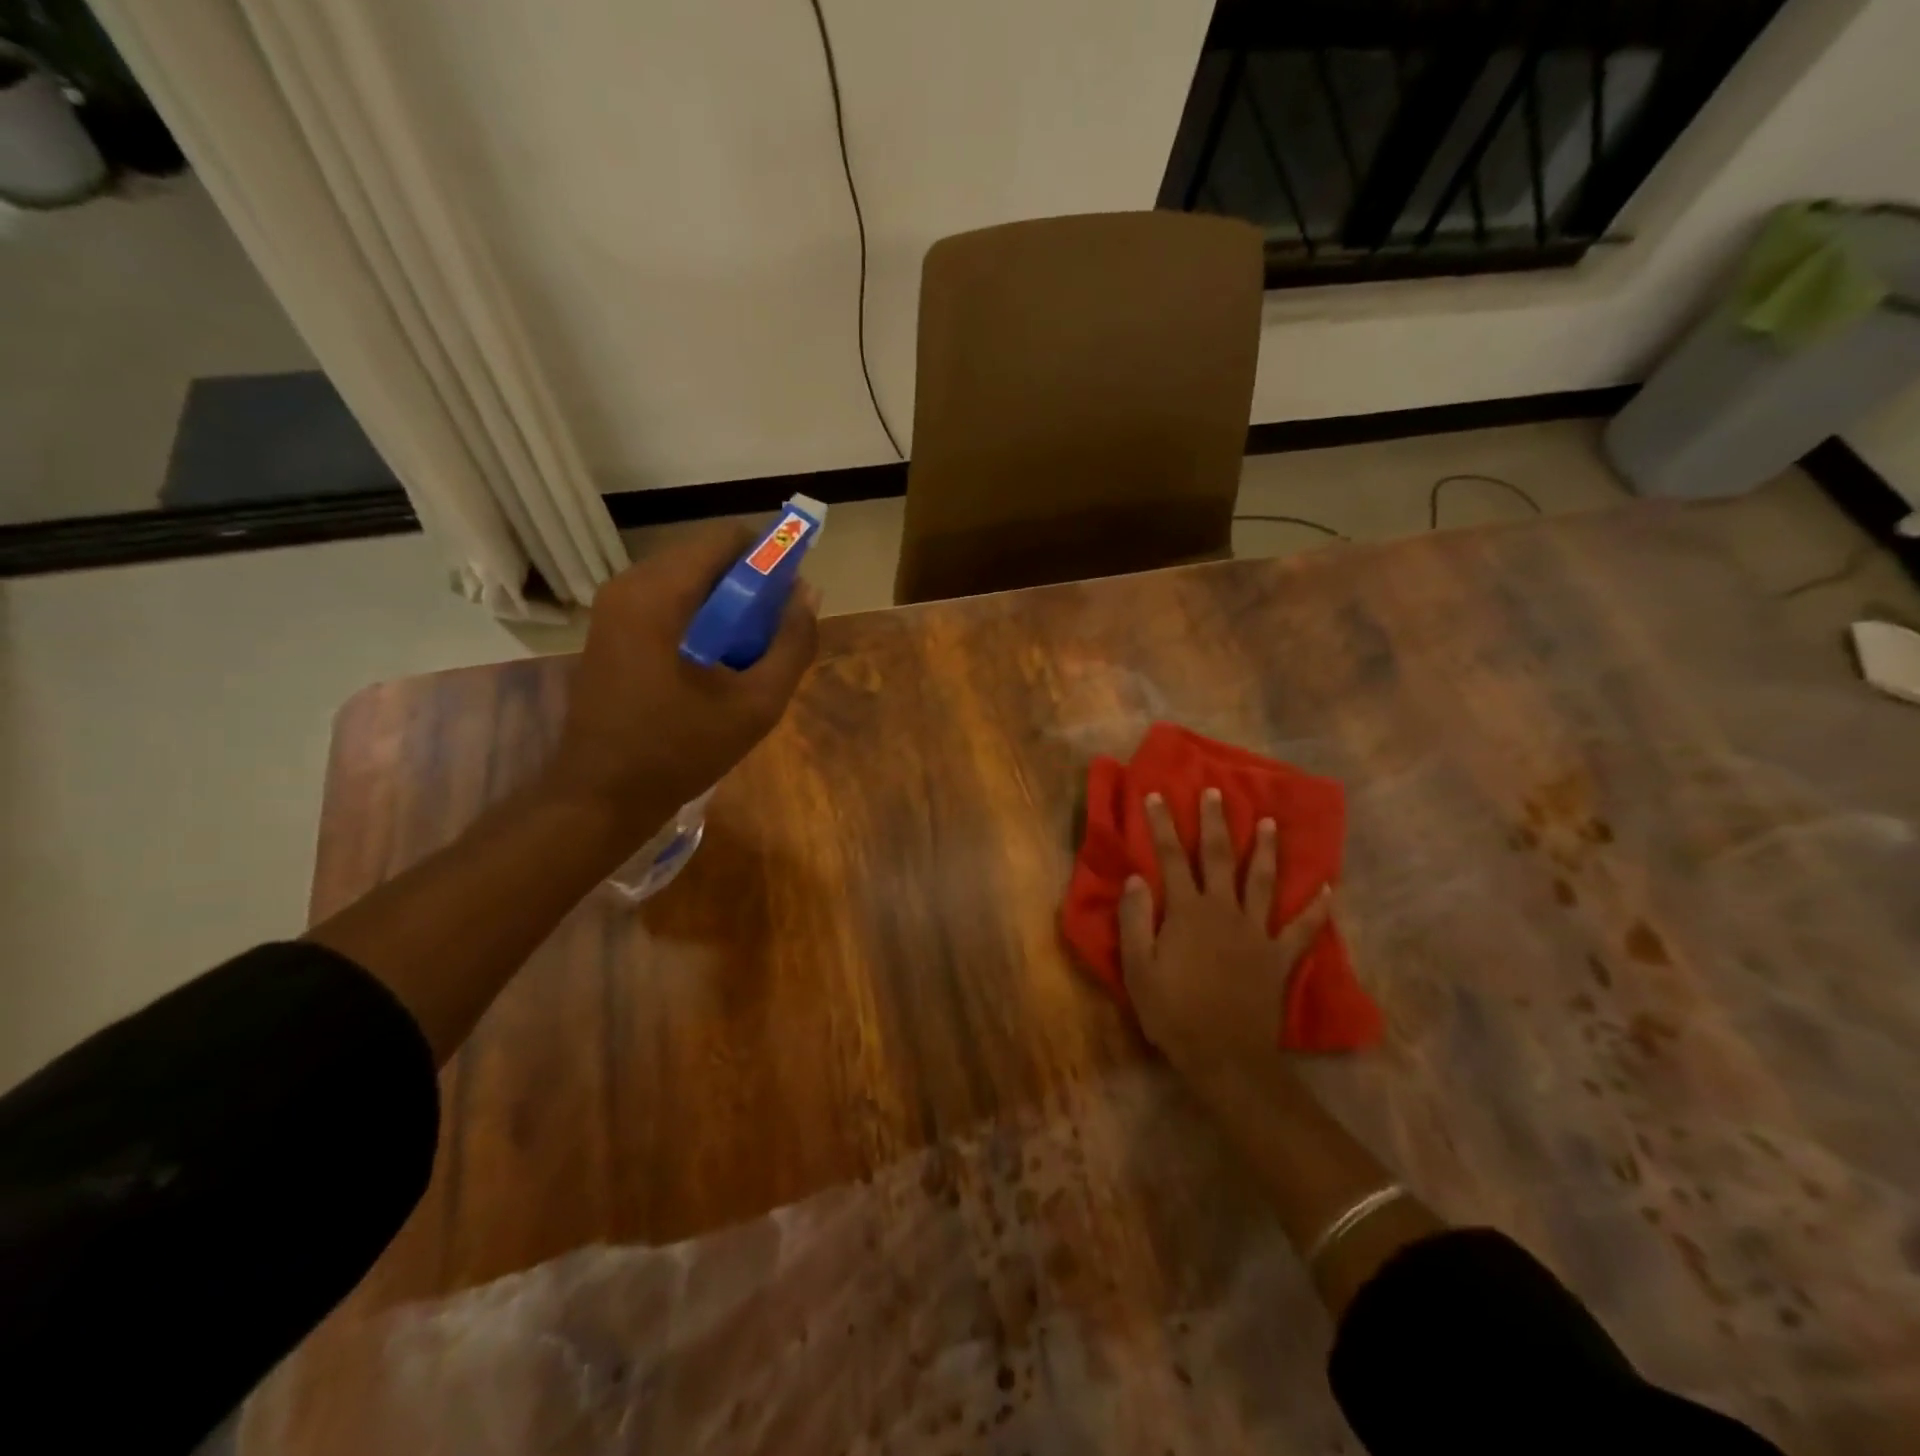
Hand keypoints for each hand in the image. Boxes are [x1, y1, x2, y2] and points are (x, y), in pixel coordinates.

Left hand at [546, 522, 819, 834]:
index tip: (791, 593)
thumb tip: (809, 594)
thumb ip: (792, 645)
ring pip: (686, 580)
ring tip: (750, 651)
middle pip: (705, 557)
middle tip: (775, 629)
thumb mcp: (755, 704)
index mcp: (658, 594)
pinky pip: (666, 602)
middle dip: (749, 583)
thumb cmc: (679, 751)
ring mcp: (613, 608)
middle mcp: (629, 586)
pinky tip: (716, 662)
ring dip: (726, 603)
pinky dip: (700, 617)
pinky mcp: (610, 631)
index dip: (769, 555)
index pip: (725, 539)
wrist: (601, 796)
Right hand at [1120, 788, 1333, 1078]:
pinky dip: (1317, 908)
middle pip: (1219, 858)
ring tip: (1270, 822)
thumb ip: (1136, 920)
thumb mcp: (1138, 969)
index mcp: (1188, 913)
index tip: (1158, 795)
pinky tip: (1328, 888)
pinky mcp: (1279, 956)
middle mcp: (1224, 911)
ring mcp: (1257, 932)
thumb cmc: (1174, 1013)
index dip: (1163, 826)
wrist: (1225, 1057)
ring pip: (1263, 881)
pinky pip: (1302, 927)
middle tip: (1216, 792)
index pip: (1171, 859)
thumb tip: (1136, 878)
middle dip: (1215, 823)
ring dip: (1266, 850)